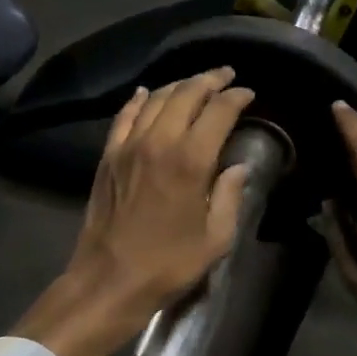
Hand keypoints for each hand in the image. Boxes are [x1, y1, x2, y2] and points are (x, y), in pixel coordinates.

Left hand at [14, 68, 255, 355]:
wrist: (110, 279)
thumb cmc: (169, 264)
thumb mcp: (216, 238)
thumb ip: (229, 196)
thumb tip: (238, 167)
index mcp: (191, 160)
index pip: (218, 111)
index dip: (236, 97)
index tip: (248, 94)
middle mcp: (159, 142)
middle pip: (186, 94)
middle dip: (210, 80)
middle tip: (226, 76)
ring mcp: (128, 146)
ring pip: (156, 99)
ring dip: (179, 86)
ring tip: (195, 83)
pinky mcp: (108, 156)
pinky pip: (124, 117)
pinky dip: (137, 100)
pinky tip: (146, 93)